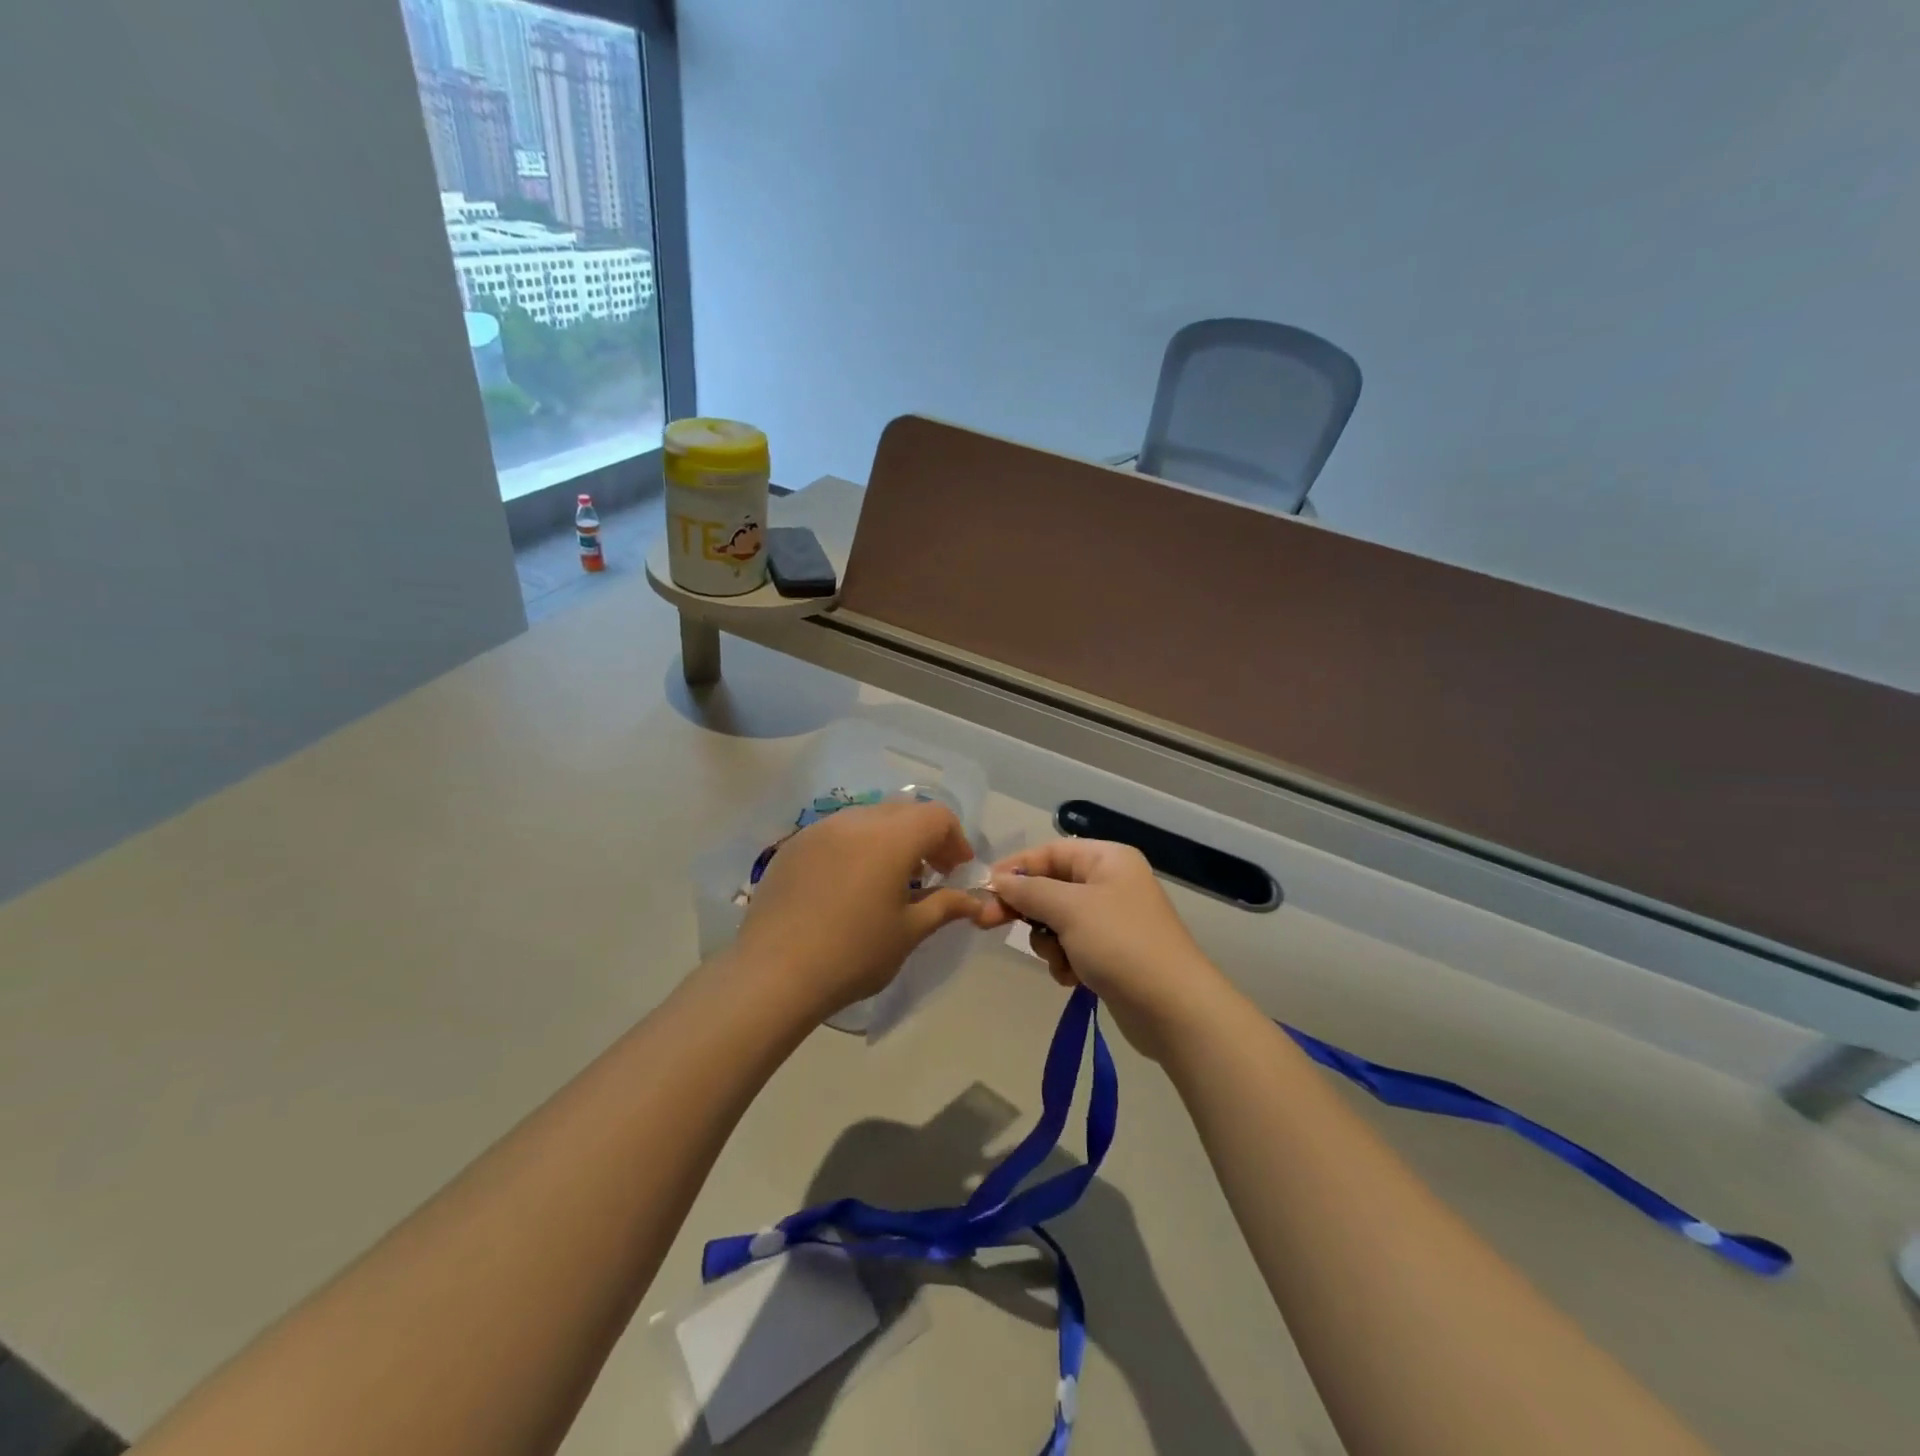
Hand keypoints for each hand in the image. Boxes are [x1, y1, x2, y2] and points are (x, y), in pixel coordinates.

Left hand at [733, 800, 990, 1018]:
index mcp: (891, 837)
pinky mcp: (793, 846)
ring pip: (868, 818)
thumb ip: (945, 906)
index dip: (955, 839)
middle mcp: (855, 821)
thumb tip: (974, 901)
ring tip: (889, 879)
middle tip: (931, 874)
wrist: (774, 974)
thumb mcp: (909, 932)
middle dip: (924, 836)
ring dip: (889, 839)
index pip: (936, 816)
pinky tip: (849, 885)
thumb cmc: (853, 954)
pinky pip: (836, 833)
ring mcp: (819, 830)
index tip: (957, 871)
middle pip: (903, 811)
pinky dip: (856, 847)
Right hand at [988, 839, 1232, 1059]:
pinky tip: (1072, 979)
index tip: (984, 889)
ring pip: (1057, 921)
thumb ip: (1028, 891)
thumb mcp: (1069, 909)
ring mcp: (1111, 920)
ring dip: (1049, 942)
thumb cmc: (1120, 944)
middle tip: (991, 924)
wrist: (1173, 1008)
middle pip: (1051, 886)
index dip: (1016, 868)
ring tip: (1060, 960)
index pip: (1050, 852)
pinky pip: (1072, 947)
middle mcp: (1110, 883)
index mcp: (1107, 859)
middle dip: (1028, 910)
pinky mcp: (1111, 953)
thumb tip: (997, 880)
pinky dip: (1065, 961)